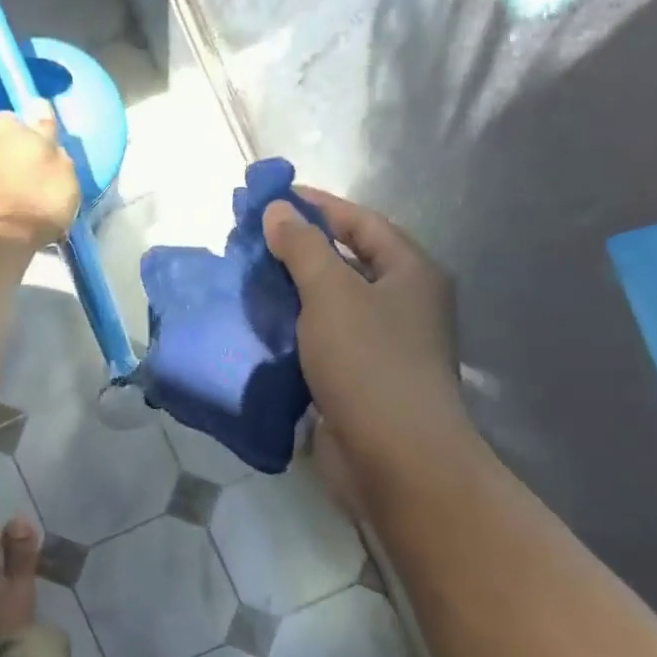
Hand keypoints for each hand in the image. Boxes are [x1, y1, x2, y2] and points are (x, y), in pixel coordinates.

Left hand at [0, 110, 82, 248]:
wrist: (3, 238)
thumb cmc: (40, 197)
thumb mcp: (62, 165)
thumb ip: (49, 134)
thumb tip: (39, 107)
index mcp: (7, 123)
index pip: (25, 118)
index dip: (38, 134)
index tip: (49, 153)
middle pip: (8, 139)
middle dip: (20, 151)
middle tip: (40, 174)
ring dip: (10, 171)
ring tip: (28, 193)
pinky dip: (1, 187)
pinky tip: (14, 203)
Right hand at [264, 187, 465, 489]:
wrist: (393, 457)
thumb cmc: (369, 364)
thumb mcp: (332, 294)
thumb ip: (303, 248)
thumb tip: (279, 211)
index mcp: (410, 273)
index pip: (362, 223)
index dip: (319, 206)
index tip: (273, 198)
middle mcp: (402, 306)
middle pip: (347, 264)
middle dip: (300, 252)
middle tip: (250, 243)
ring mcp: (382, 348)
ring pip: (331, 309)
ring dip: (292, 296)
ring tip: (246, 283)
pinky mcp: (359, 383)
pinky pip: (322, 346)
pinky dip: (293, 335)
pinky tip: (259, 331)